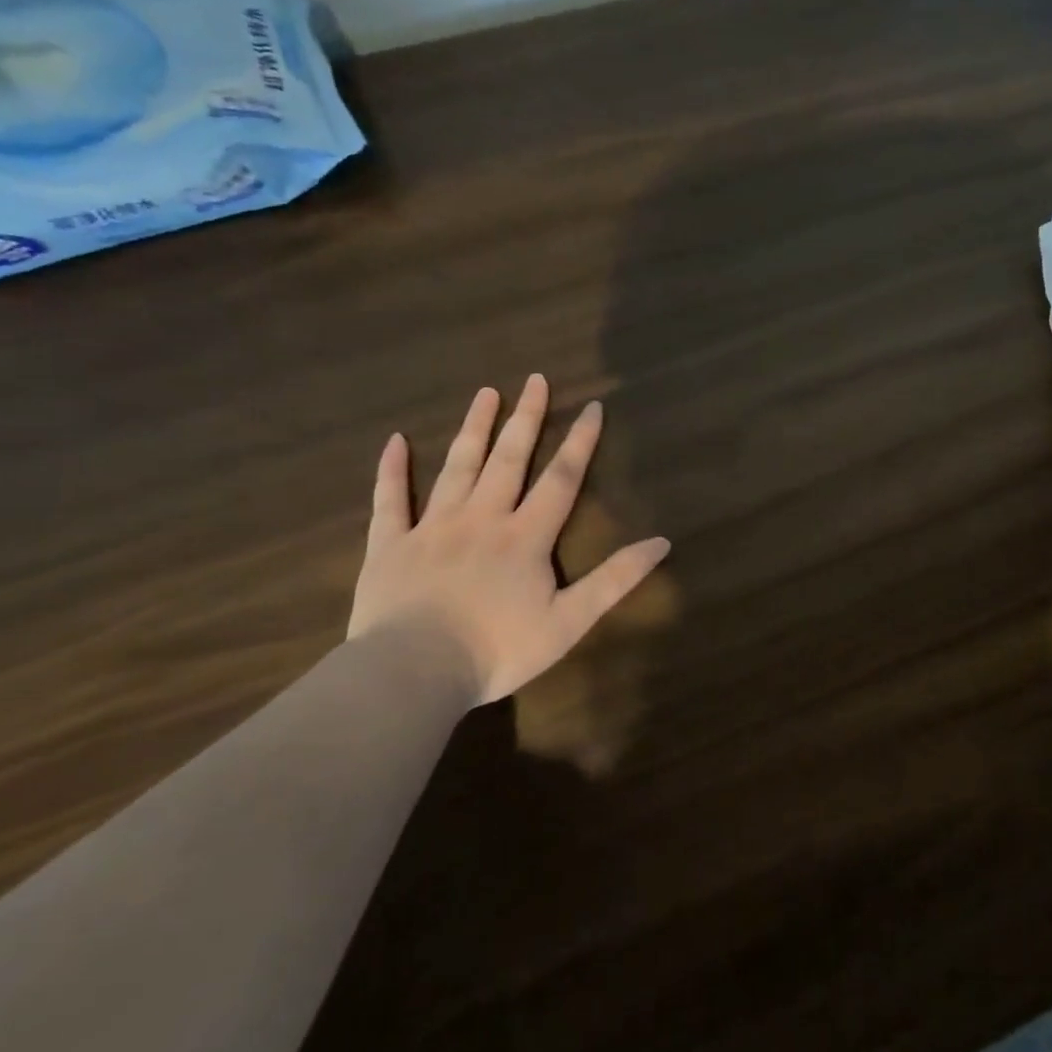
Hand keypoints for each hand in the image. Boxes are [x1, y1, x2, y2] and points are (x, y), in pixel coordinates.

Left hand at [348, 376, 669, 707]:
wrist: (413, 673)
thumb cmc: (498, 649)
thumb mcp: (570, 621)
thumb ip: (615, 579)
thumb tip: (662, 542)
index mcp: (525, 536)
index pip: (561, 478)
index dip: (580, 441)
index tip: (591, 405)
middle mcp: (482, 518)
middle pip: (508, 459)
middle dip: (526, 418)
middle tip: (535, 379)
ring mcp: (432, 528)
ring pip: (456, 467)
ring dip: (474, 429)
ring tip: (485, 393)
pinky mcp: (389, 545)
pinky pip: (389, 501)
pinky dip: (390, 470)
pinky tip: (394, 441)